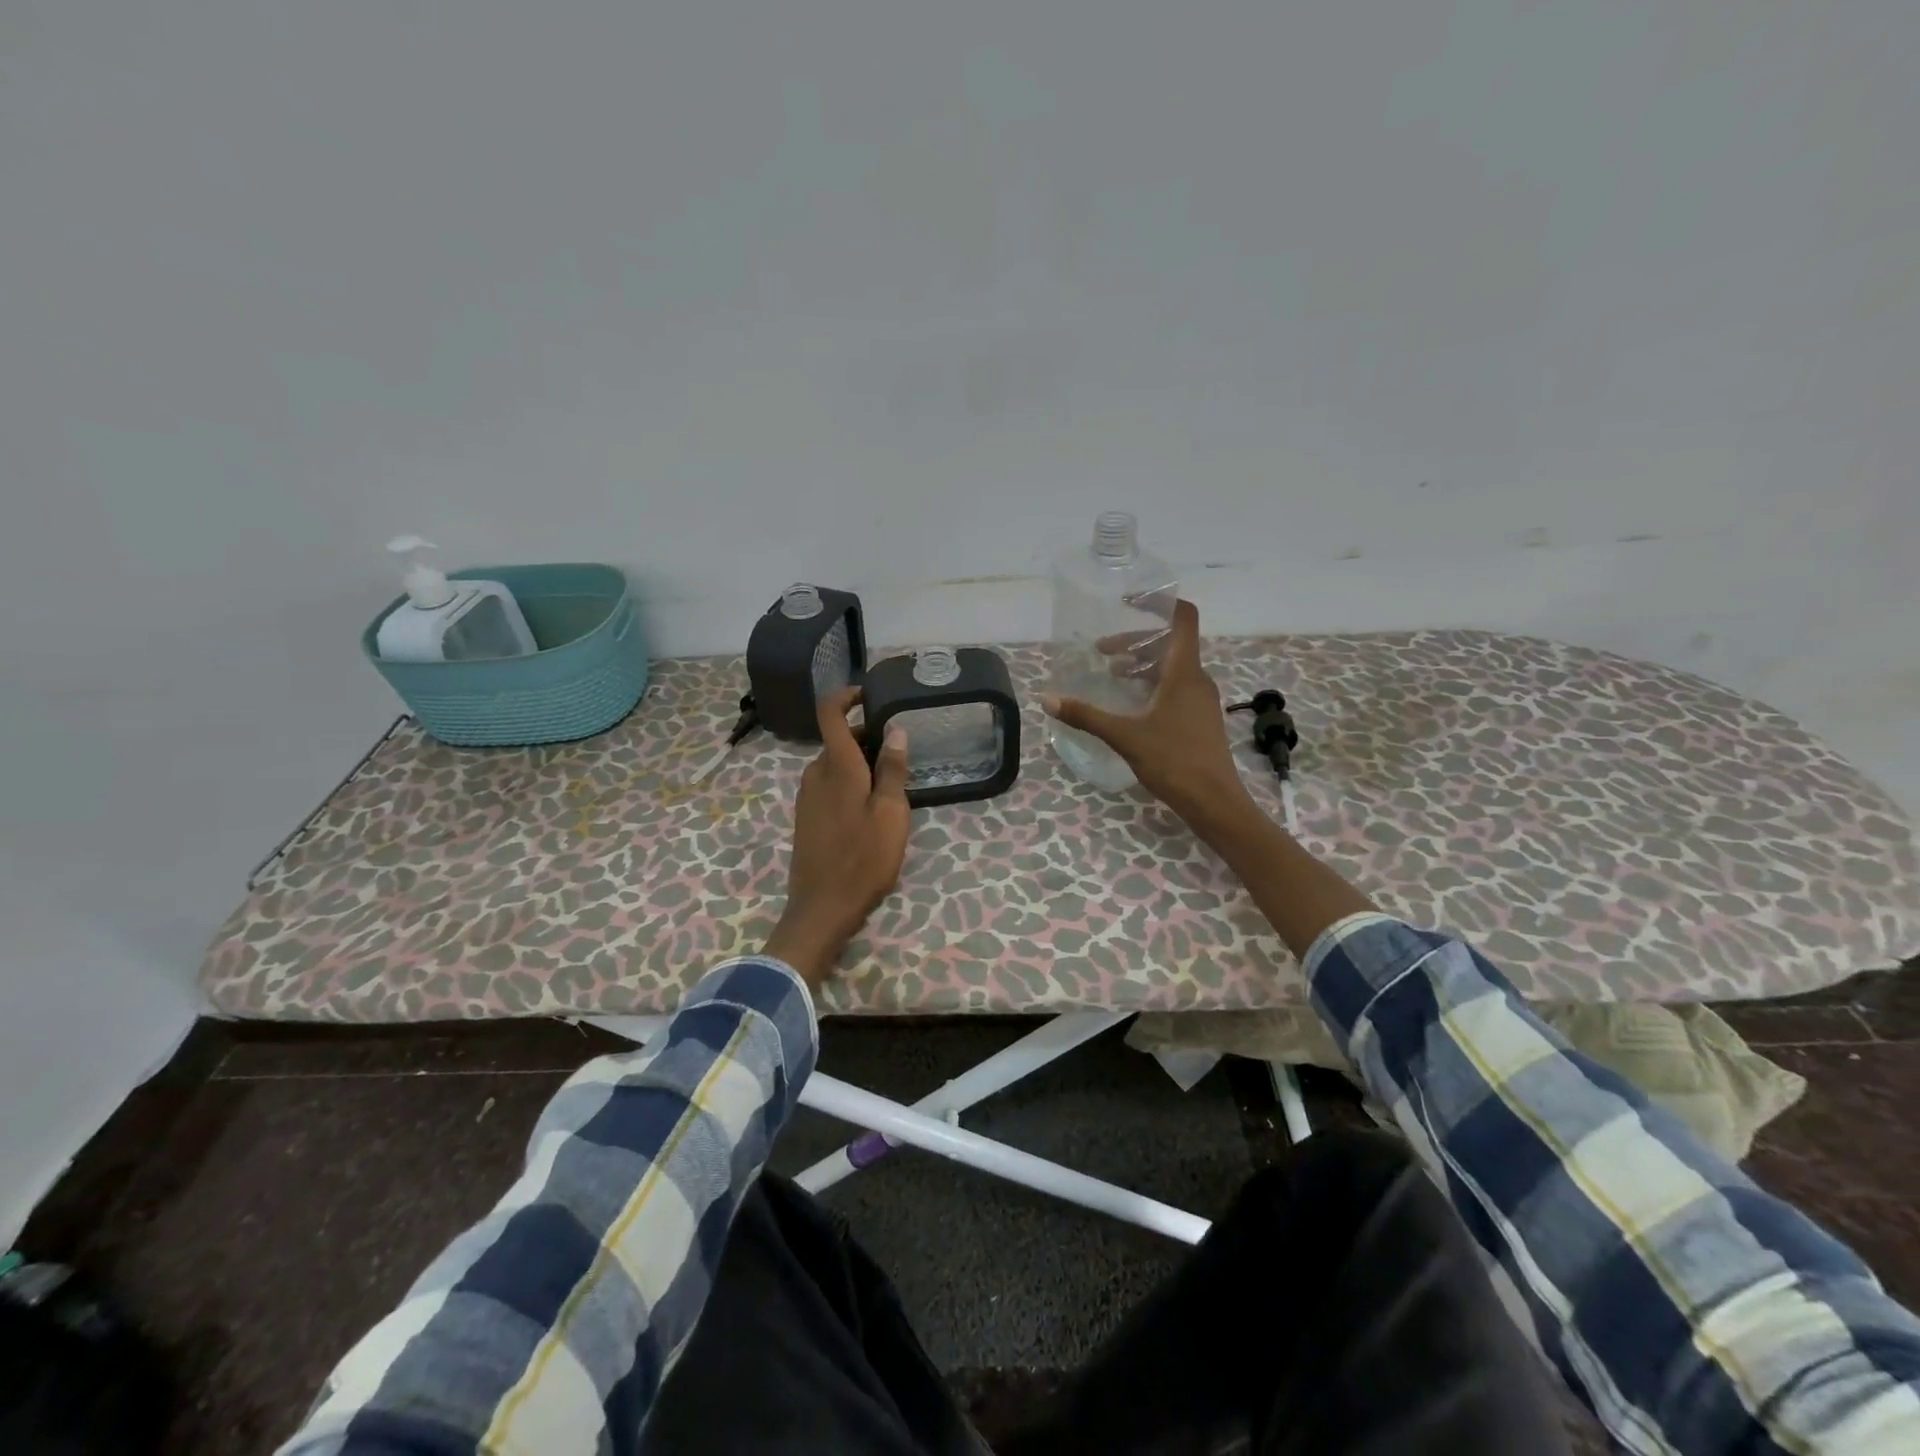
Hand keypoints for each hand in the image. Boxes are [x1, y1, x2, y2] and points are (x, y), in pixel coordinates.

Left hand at [763, 688, 912, 988]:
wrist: (822, 909)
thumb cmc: (863, 859)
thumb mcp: (890, 814)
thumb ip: (892, 770)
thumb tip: (895, 730)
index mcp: (836, 766)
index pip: (830, 712)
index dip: (847, 695)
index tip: (871, 694)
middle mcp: (815, 773)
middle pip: (838, 740)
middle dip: (867, 737)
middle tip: (901, 753)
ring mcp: (807, 796)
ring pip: (835, 764)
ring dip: (861, 763)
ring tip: (893, 784)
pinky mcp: (806, 817)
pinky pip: (829, 785)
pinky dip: (850, 783)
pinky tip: (871, 808)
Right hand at [1041, 599, 1254, 832]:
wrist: (1214, 802)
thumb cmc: (1173, 761)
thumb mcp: (1124, 736)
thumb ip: (1086, 716)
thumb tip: (1048, 699)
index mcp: (1183, 672)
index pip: (1182, 617)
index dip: (1158, 602)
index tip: (1127, 601)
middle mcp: (1196, 679)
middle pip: (1170, 642)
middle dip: (1136, 640)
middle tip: (1103, 651)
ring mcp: (1201, 699)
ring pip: (1172, 666)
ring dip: (1143, 664)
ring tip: (1112, 675)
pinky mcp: (1199, 718)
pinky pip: (1176, 686)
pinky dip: (1152, 684)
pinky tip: (1131, 704)